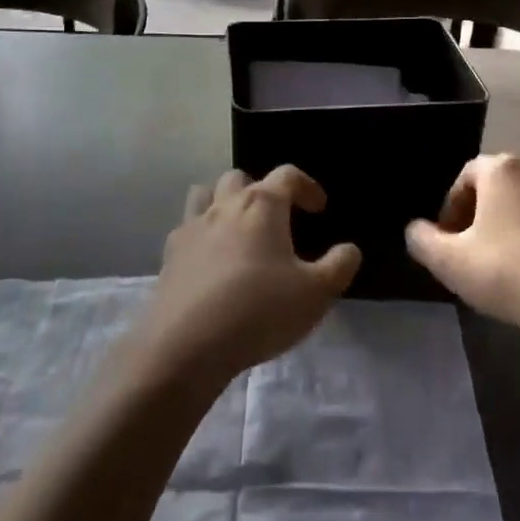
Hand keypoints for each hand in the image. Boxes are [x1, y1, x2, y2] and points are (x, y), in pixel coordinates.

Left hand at [135, 167, 360, 391]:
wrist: (186, 345)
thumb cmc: (259, 310)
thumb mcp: (315, 294)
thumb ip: (338, 266)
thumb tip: (349, 249)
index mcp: (262, 205)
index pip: (288, 175)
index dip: (307, 187)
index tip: (319, 208)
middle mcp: (225, 205)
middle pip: (241, 178)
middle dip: (261, 191)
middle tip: (275, 221)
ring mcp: (192, 227)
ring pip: (205, 194)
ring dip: (222, 203)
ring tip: (237, 231)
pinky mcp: (170, 255)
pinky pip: (185, 229)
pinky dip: (200, 236)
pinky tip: (209, 263)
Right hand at [404, 154, 519, 341]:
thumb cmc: (508, 271)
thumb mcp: (450, 261)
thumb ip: (423, 241)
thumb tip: (415, 230)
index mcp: (500, 170)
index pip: (464, 177)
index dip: (450, 208)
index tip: (447, 242)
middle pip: (493, 189)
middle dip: (476, 217)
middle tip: (467, 253)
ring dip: (504, 229)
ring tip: (496, 267)